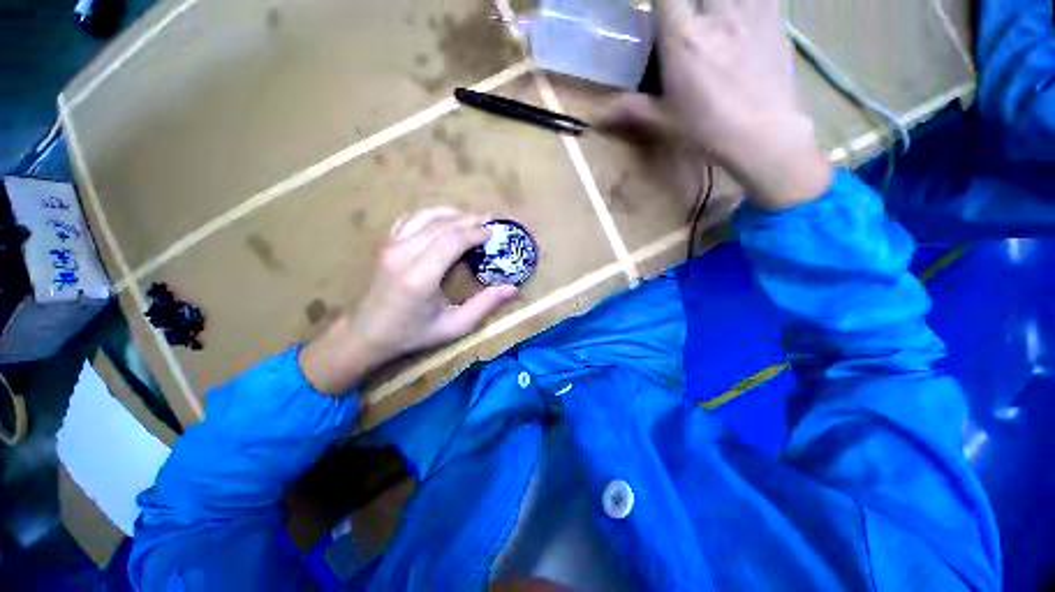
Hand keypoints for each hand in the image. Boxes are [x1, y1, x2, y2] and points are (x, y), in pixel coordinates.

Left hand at [300, 208, 517, 394]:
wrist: (367, 333)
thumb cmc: (413, 333)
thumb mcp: (454, 326)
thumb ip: (484, 305)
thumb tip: (513, 288)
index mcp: (421, 276)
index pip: (453, 240)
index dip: (475, 232)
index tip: (493, 233)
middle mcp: (404, 254)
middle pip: (442, 224)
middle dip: (469, 219)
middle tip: (489, 222)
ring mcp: (391, 246)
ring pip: (426, 216)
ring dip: (452, 213)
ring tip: (471, 219)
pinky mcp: (386, 244)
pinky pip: (411, 219)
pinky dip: (432, 215)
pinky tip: (444, 221)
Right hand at [603, 0, 831, 209]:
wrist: (762, 134)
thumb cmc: (707, 129)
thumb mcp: (663, 122)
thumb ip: (632, 109)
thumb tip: (598, 117)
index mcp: (683, 38)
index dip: (656, 0)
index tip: (654, 12)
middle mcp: (716, 14)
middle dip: (686, 1)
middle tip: (682, 16)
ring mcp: (750, 9)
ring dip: (714, 1)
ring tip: (709, 17)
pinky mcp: (775, 16)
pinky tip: (738, 12)